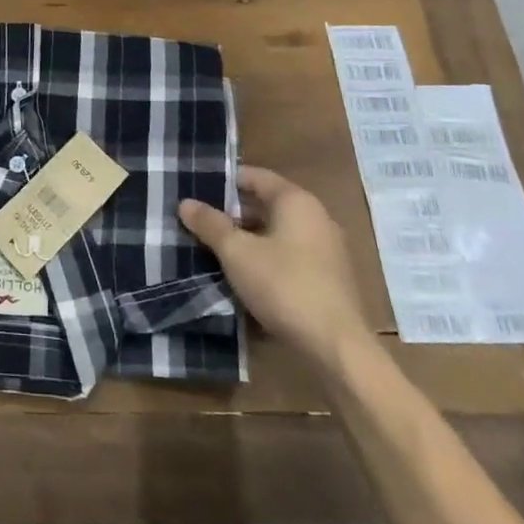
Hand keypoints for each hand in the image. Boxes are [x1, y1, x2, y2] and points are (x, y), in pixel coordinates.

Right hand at [179, 166, 372, 368]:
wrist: (336, 347)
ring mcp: (326, 248)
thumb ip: (210, 224)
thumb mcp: (237, 253)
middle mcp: (316, 217)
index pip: (255, 176)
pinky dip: (266, 257)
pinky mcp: (329, 277)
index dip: (224, 181)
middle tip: (199, 222)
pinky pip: (290, 254)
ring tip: (214, 248)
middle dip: (232, 212)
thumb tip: (186, 203)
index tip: (196, 191)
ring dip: (248, 237)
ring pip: (277, 231)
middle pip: (266, 203)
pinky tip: (244, 275)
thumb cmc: (284, 286)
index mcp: (296, 201)